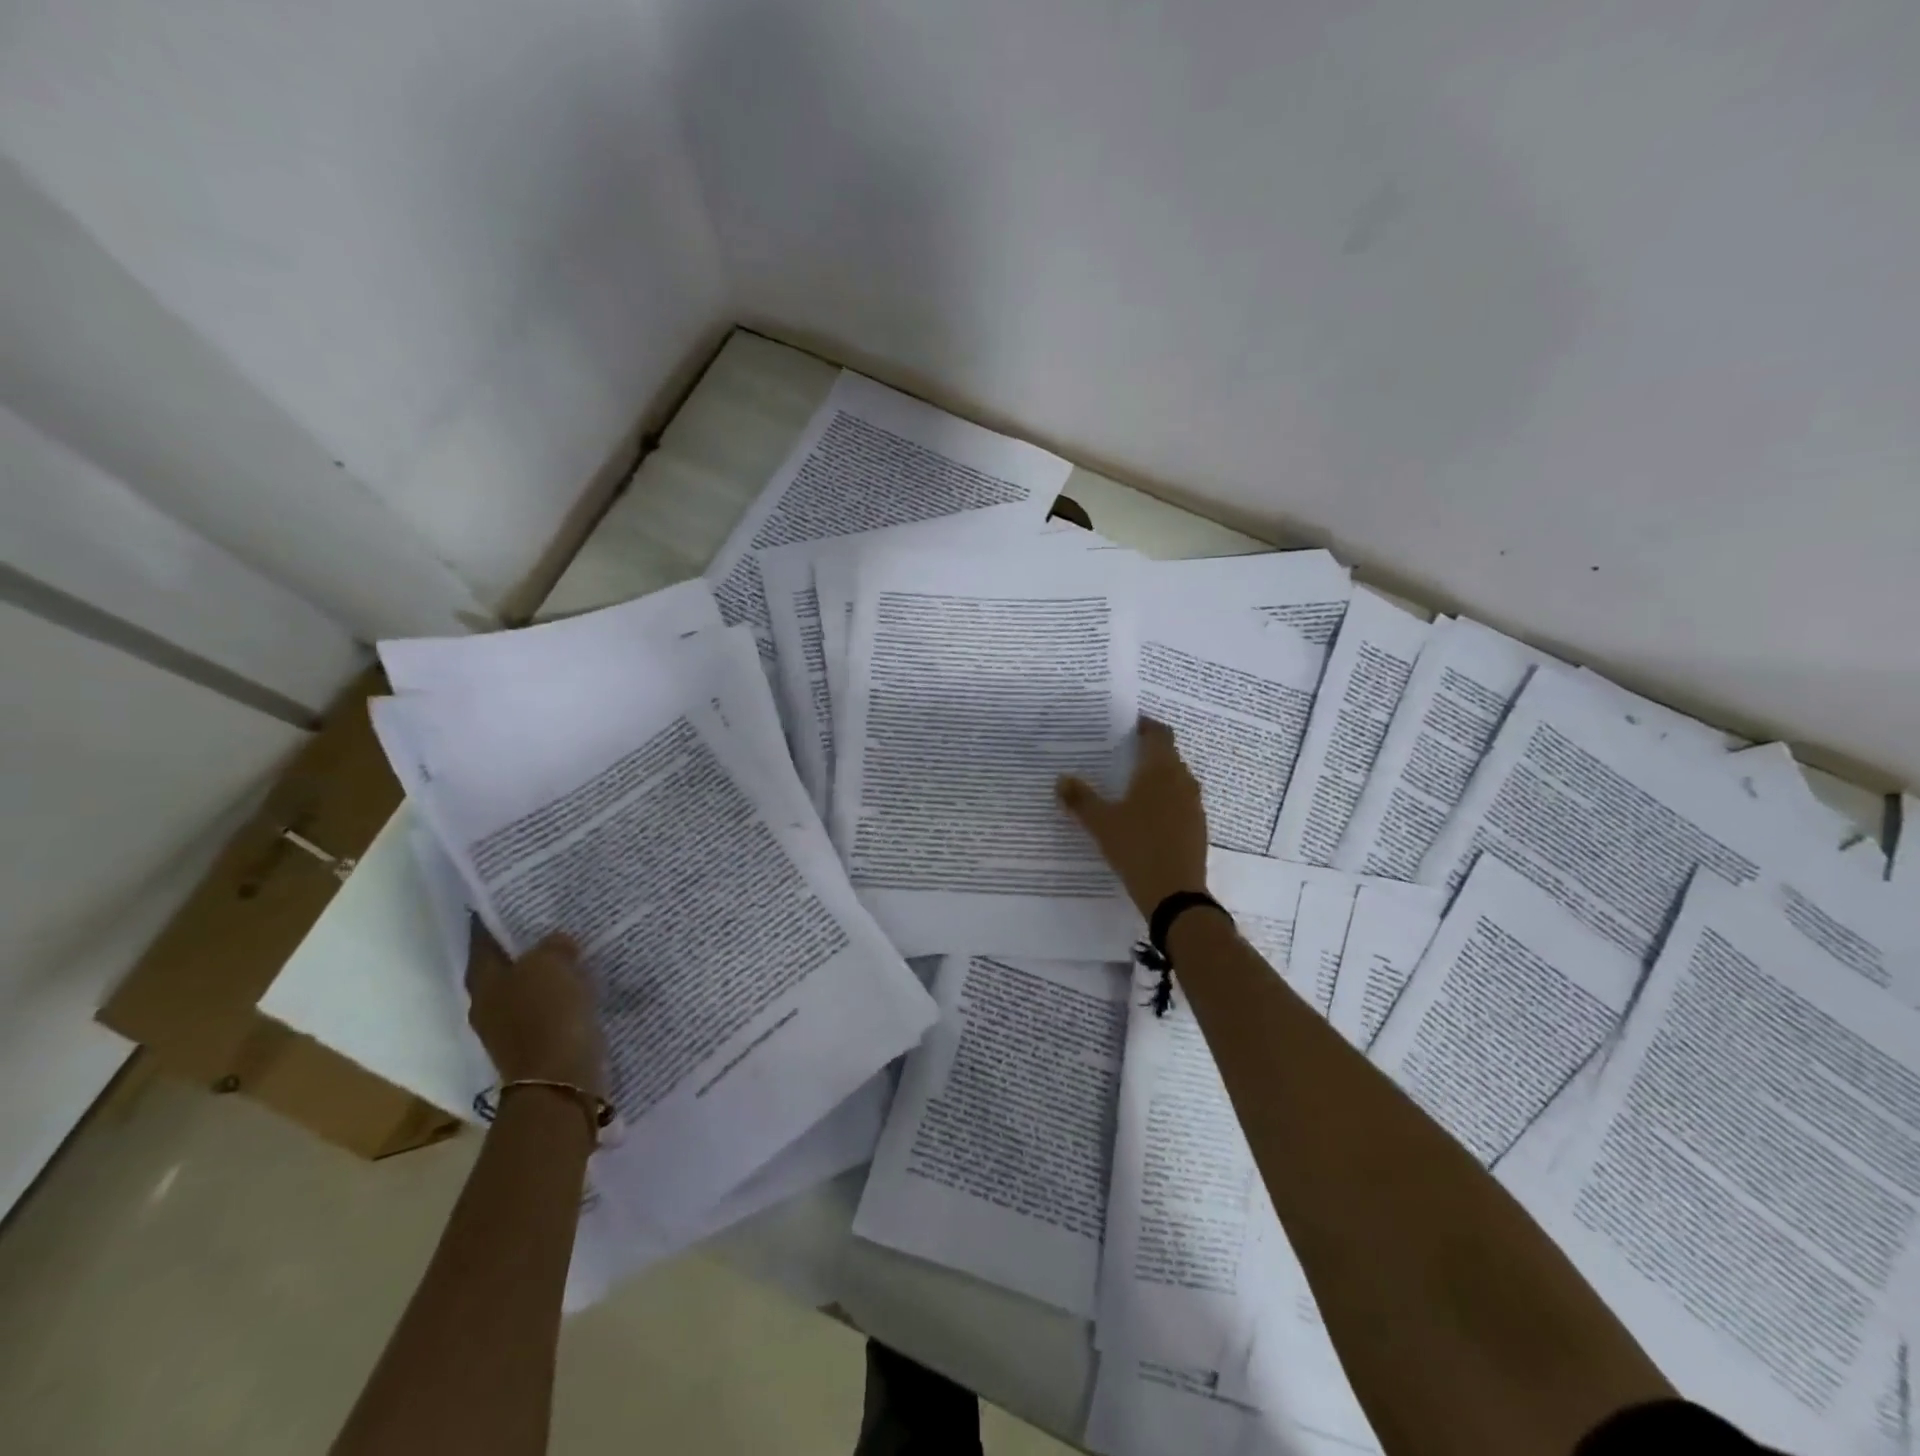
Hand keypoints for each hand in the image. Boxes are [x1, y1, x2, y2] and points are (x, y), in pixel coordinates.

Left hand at [466, 925, 606, 1096]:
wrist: (560, 1081)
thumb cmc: (546, 1016)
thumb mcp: (550, 965)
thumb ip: (552, 946)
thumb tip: (557, 943)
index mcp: (483, 981)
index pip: (484, 938)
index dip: (497, 917)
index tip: (518, 897)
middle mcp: (489, 1003)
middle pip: (507, 964)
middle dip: (528, 944)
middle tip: (556, 918)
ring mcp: (512, 1026)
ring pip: (531, 986)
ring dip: (550, 970)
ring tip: (578, 947)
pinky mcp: (538, 1042)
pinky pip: (551, 1007)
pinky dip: (564, 994)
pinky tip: (585, 982)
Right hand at [1057, 717, 1209, 916]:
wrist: (1175, 894)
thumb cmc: (1136, 847)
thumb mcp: (1101, 823)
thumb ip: (1080, 799)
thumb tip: (1061, 779)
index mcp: (1160, 771)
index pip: (1159, 734)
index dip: (1145, 726)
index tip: (1128, 727)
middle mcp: (1182, 781)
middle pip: (1167, 755)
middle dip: (1147, 752)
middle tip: (1120, 756)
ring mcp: (1193, 805)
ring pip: (1175, 780)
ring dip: (1156, 778)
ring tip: (1129, 786)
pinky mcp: (1197, 827)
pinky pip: (1180, 802)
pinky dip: (1164, 800)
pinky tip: (1145, 817)